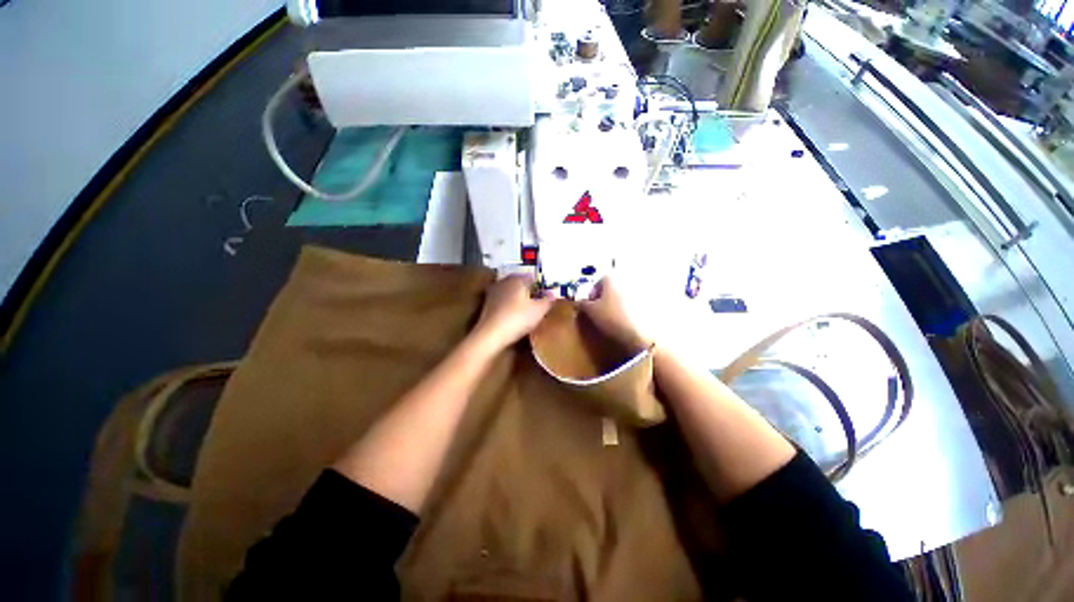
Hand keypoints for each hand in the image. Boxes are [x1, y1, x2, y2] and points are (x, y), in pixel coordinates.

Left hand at [472, 275, 554, 351]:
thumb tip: (553, 294)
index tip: (547, 295)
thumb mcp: (539, 310)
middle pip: (520, 283)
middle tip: (538, 301)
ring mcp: (494, 292)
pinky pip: (503, 301)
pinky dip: (510, 305)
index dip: (541, 286)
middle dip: (529, 290)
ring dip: (518, 298)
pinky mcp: (487, 304)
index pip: (532, 277)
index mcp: (517, 279)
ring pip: (511, 292)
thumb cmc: (518, 318)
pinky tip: (514, 315)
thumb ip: (548, 300)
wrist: (490, 335)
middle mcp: (504, 281)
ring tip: (527, 308)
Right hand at [578, 277, 652, 352]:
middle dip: (605, 298)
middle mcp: (625, 279)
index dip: (591, 295)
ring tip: (612, 318)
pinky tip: (625, 320)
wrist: (640, 333)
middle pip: (611, 287)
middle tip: (600, 312)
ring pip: (622, 295)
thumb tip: (579, 302)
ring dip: (616, 303)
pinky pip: (634, 303)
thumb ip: (582, 304)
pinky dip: (628, 309)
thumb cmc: (611, 317)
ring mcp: (639, 289)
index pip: (597, 283)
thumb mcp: (591, 311)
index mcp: (611, 277)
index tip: (589, 307)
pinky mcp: (648, 301)